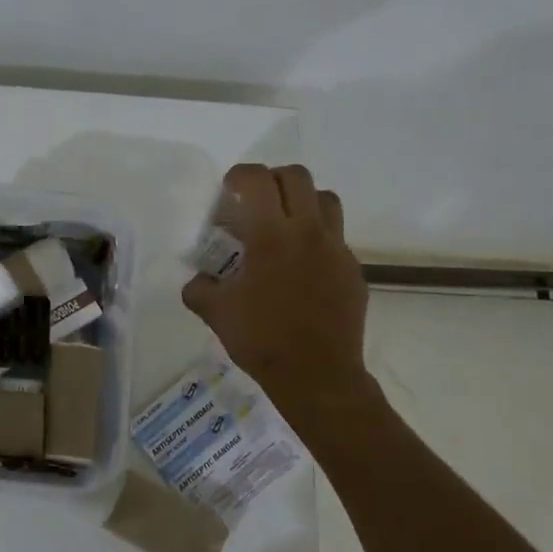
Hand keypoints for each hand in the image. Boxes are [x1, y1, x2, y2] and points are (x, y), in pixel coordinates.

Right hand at [181, 164, 372, 410]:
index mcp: (272, 235)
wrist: (317, 376)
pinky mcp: (353, 271)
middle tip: (255, 202)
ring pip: (326, 201)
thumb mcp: (215, 313)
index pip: (257, 180)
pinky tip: (300, 269)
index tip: (228, 190)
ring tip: (283, 226)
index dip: (239, 175)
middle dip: (272, 180)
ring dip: (302, 202)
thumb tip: (199, 280)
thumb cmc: (262, 340)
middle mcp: (309, 232)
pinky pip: (336, 239)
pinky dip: (316, 240)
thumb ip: (200, 288)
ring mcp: (336, 250)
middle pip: (297, 177)